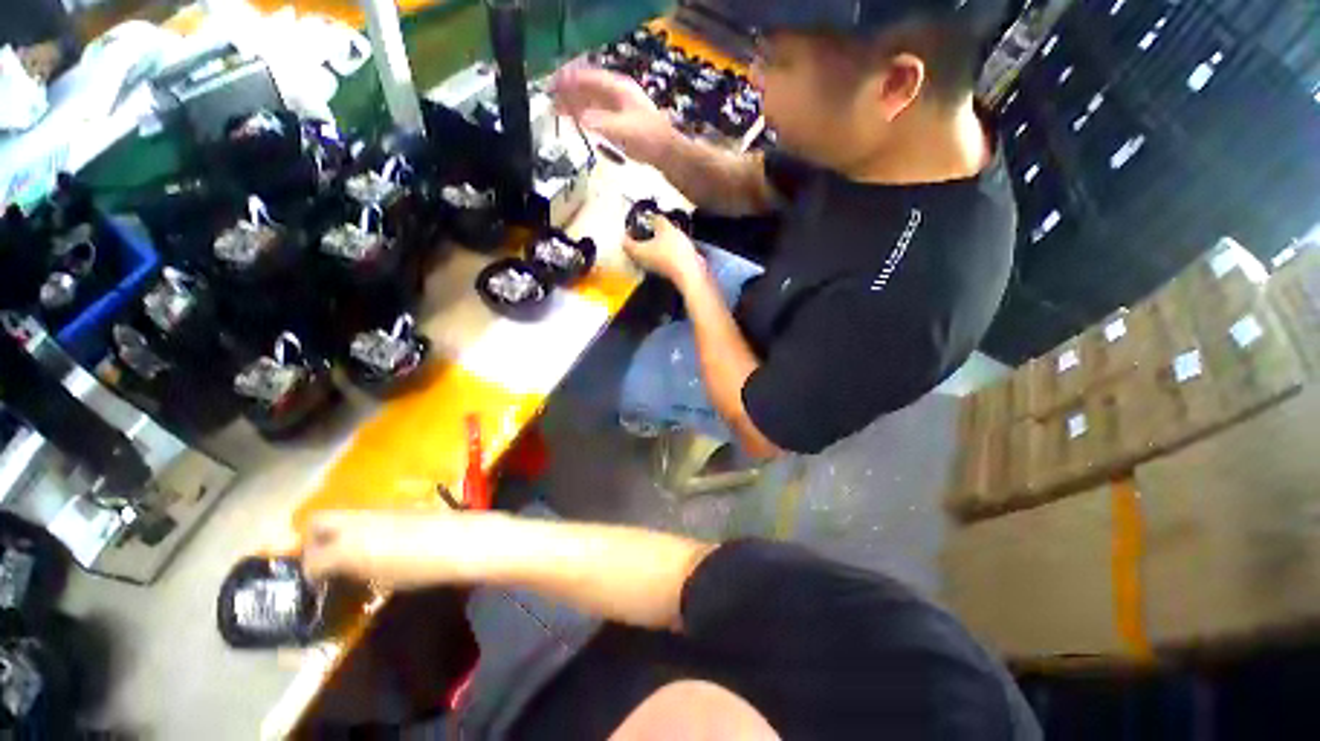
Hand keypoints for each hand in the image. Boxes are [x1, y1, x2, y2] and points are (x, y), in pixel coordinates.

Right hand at [302, 511, 459, 588]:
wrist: (460, 540)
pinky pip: (368, 514)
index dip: (310, 573)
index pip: (311, 559)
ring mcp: (378, 509)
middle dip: (312, 539)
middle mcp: (356, 522)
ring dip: (339, 530)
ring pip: (344, 515)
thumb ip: (355, 572)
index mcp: (346, 547)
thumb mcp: (381, 580)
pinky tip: (377, 541)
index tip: (317, 583)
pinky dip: (362, 526)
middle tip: (323, 559)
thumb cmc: (421, 569)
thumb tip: (344, 571)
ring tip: (351, 552)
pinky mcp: (398, 505)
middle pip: (318, 521)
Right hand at [551, 66, 676, 164]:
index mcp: (618, 88)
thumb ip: (601, 123)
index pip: (588, 78)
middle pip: (588, 89)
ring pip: (593, 102)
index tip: (553, 86)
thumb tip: (581, 119)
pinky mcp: (622, 122)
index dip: (569, 81)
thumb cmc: (647, 138)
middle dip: (570, 94)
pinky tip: (580, 123)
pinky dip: (587, 117)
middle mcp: (617, 94)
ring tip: (560, 112)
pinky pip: (600, 115)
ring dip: (576, 106)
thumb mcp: (623, 130)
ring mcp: (620, 108)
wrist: (666, 152)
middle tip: (552, 102)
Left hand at [623, 214, 705, 284]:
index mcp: (637, 251)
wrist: (689, 271)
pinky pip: (656, 257)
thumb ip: (657, 219)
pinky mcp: (662, 270)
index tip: (636, 222)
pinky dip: (659, 249)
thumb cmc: (673, 250)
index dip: (628, 230)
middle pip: (634, 248)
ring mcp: (652, 268)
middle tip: (647, 225)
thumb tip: (652, 216)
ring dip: (650, 242)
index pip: (625, 241)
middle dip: (639, 236)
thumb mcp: (665, 228)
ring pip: (646, 253)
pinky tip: (669, 241)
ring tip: (659, 231)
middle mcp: (641, 261)